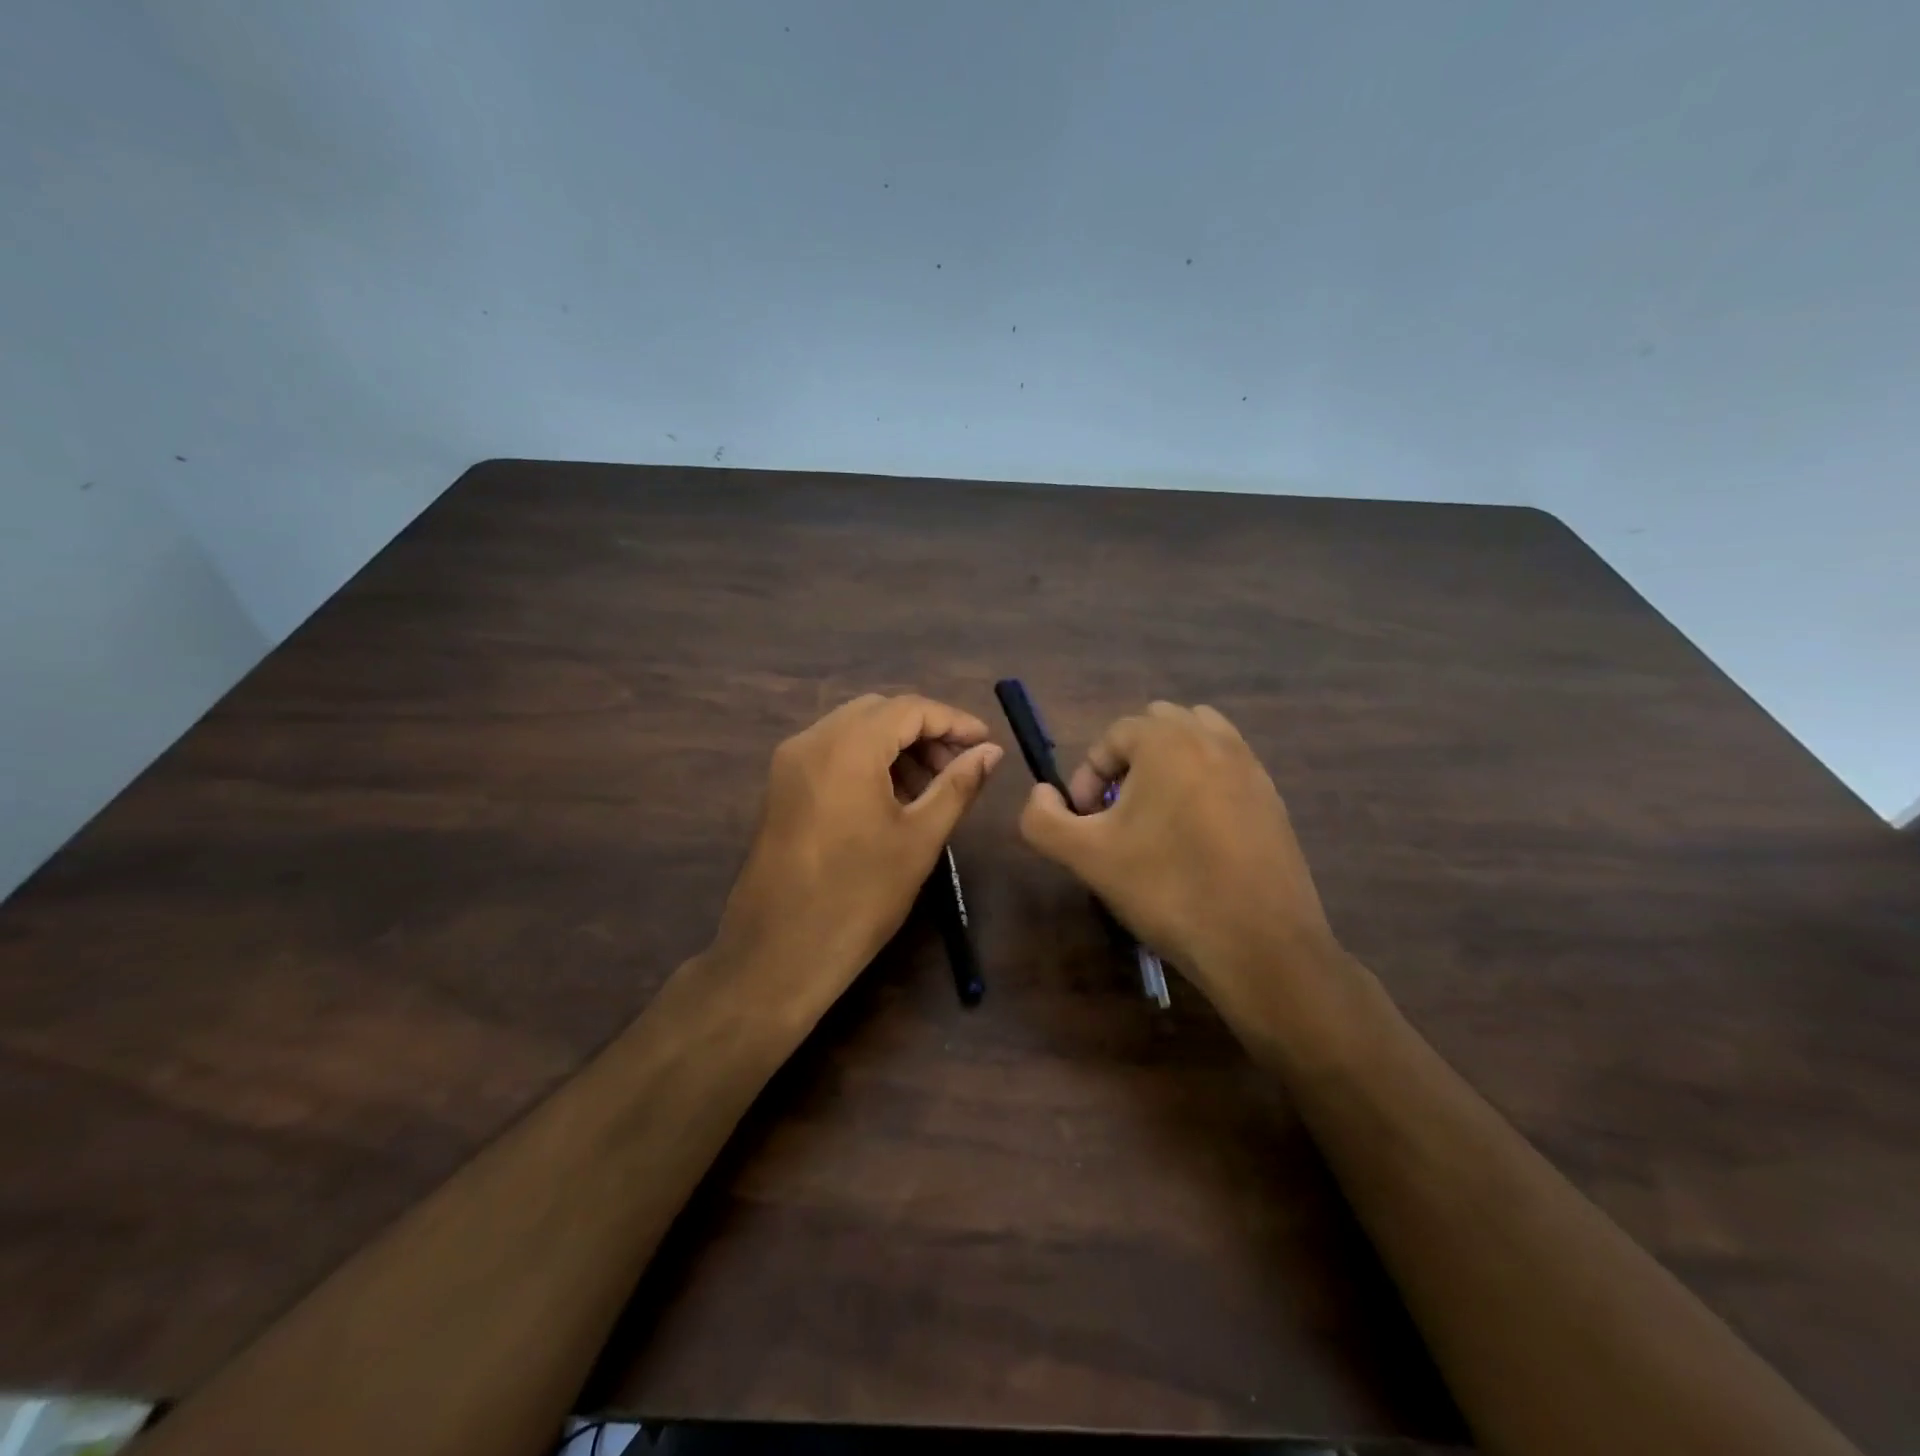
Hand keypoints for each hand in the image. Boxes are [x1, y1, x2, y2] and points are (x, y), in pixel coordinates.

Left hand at [712, 694, 1002, 1012]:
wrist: (779, 953)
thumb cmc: (859, 896)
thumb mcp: (919, 839)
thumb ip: (958, 785)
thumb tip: (991, 751)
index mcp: (846, 746)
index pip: (910, 708)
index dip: (953, 721)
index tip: (985, 744)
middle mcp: (811, 740)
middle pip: (879, 712)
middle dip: (925, 732)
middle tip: (959, 767)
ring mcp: (790, 762)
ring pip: (854, 730)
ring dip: (896, 746)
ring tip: (931, 788)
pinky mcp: (781, 786)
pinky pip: (832, 753)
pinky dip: (868, 761)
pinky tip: (893, 798)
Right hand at [1017, 702, 1339, 1028]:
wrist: (1259, 944)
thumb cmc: (1166, 889)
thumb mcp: (1085, 856)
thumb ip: (1043, 819)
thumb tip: (1042, 794)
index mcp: (1167, 740)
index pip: (1111, 736)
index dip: (1087, 776)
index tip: (1085, 822)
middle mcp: (1213, 738)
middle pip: (1156, 726)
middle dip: (1128, 761)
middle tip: (1117, 812)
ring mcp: (1250, 766)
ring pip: (1198, 740)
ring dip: (1168, 764)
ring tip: (1155, 815)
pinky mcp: (1273, 798)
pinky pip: (1226, 769)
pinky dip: (1202, 784)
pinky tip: (1195, 837)